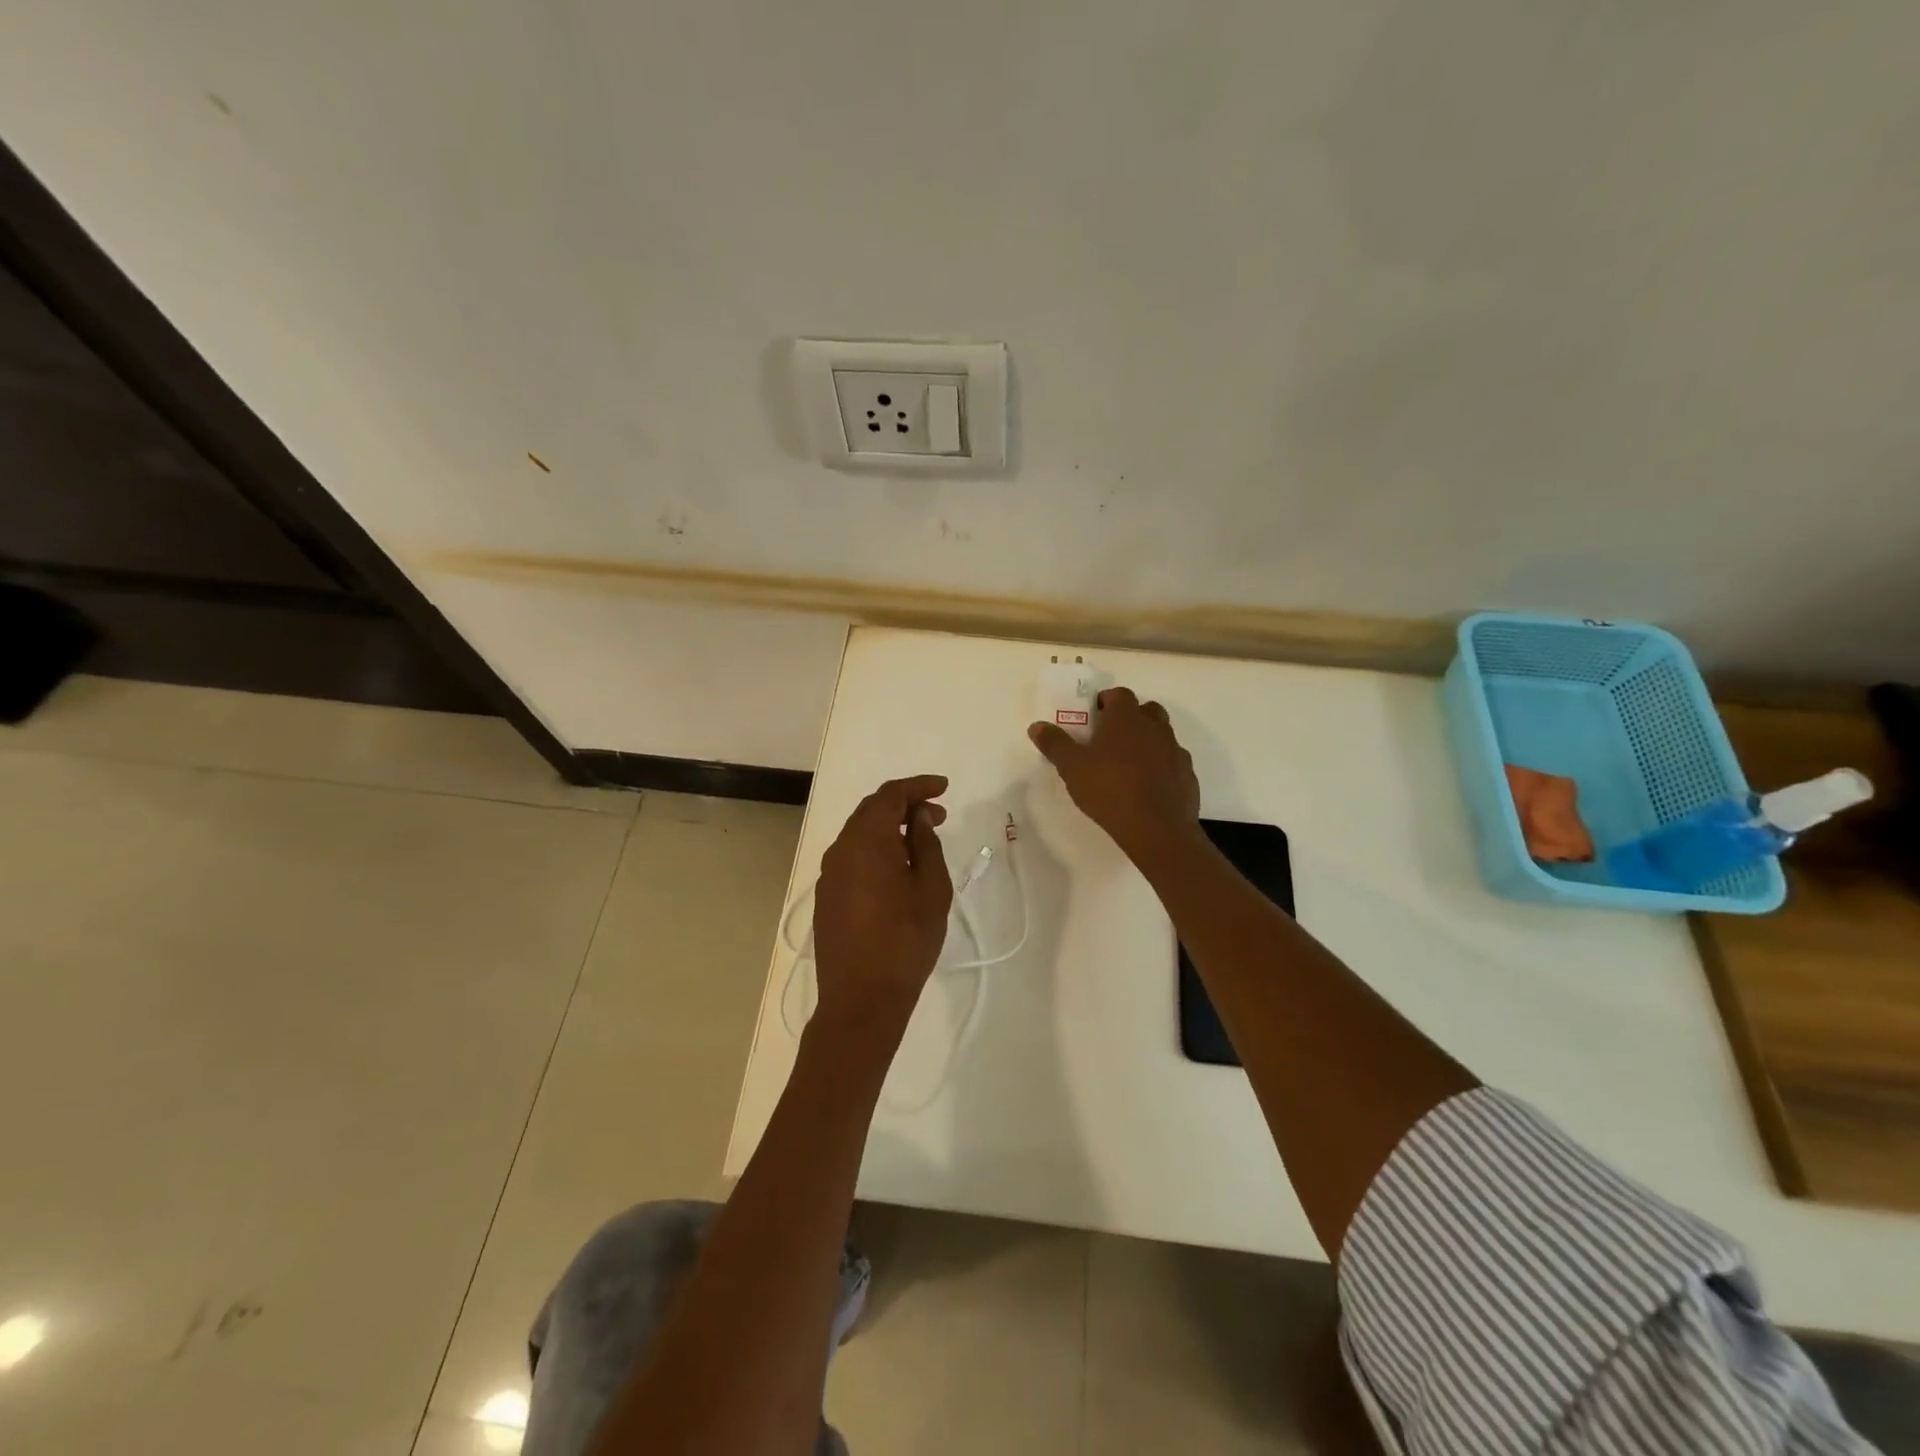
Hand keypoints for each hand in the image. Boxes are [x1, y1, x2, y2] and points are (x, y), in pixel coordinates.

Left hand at [812, 774, 954, 1034]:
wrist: (861, 999)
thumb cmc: (905, 941)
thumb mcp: (930, 888)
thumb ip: (925, 844)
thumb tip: (918, 817)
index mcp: (866, 840)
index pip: (890, 795)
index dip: (918, 786)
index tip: (944, 787)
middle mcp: (840, 849)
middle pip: (871, 811)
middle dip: (905, 805)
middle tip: (938, 814)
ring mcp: (829, 875)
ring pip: (860, 835)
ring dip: (889, 828)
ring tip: (921, 840)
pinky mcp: (827, 897)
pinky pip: (852, 857)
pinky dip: (876, 850)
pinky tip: (896, 868)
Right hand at [1029, 687, 1200, 865]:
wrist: (1157, 829)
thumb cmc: (1109, 790)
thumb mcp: (1072, 768)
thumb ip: (1054, 744)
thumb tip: (1036, 725)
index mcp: (1126, 718)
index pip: (1119, 694)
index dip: (1106, 702)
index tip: (1093, 717)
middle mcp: (1155, 727)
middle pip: (1145, 710)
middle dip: (1130, 718)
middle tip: (1110, 739)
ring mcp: (1175, 750)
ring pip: (1161, 735)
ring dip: (1147, 741)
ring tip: (1128, 764)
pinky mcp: (1187, 774)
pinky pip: (1172, 761)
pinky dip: (1161, 766)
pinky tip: (1148, 786)